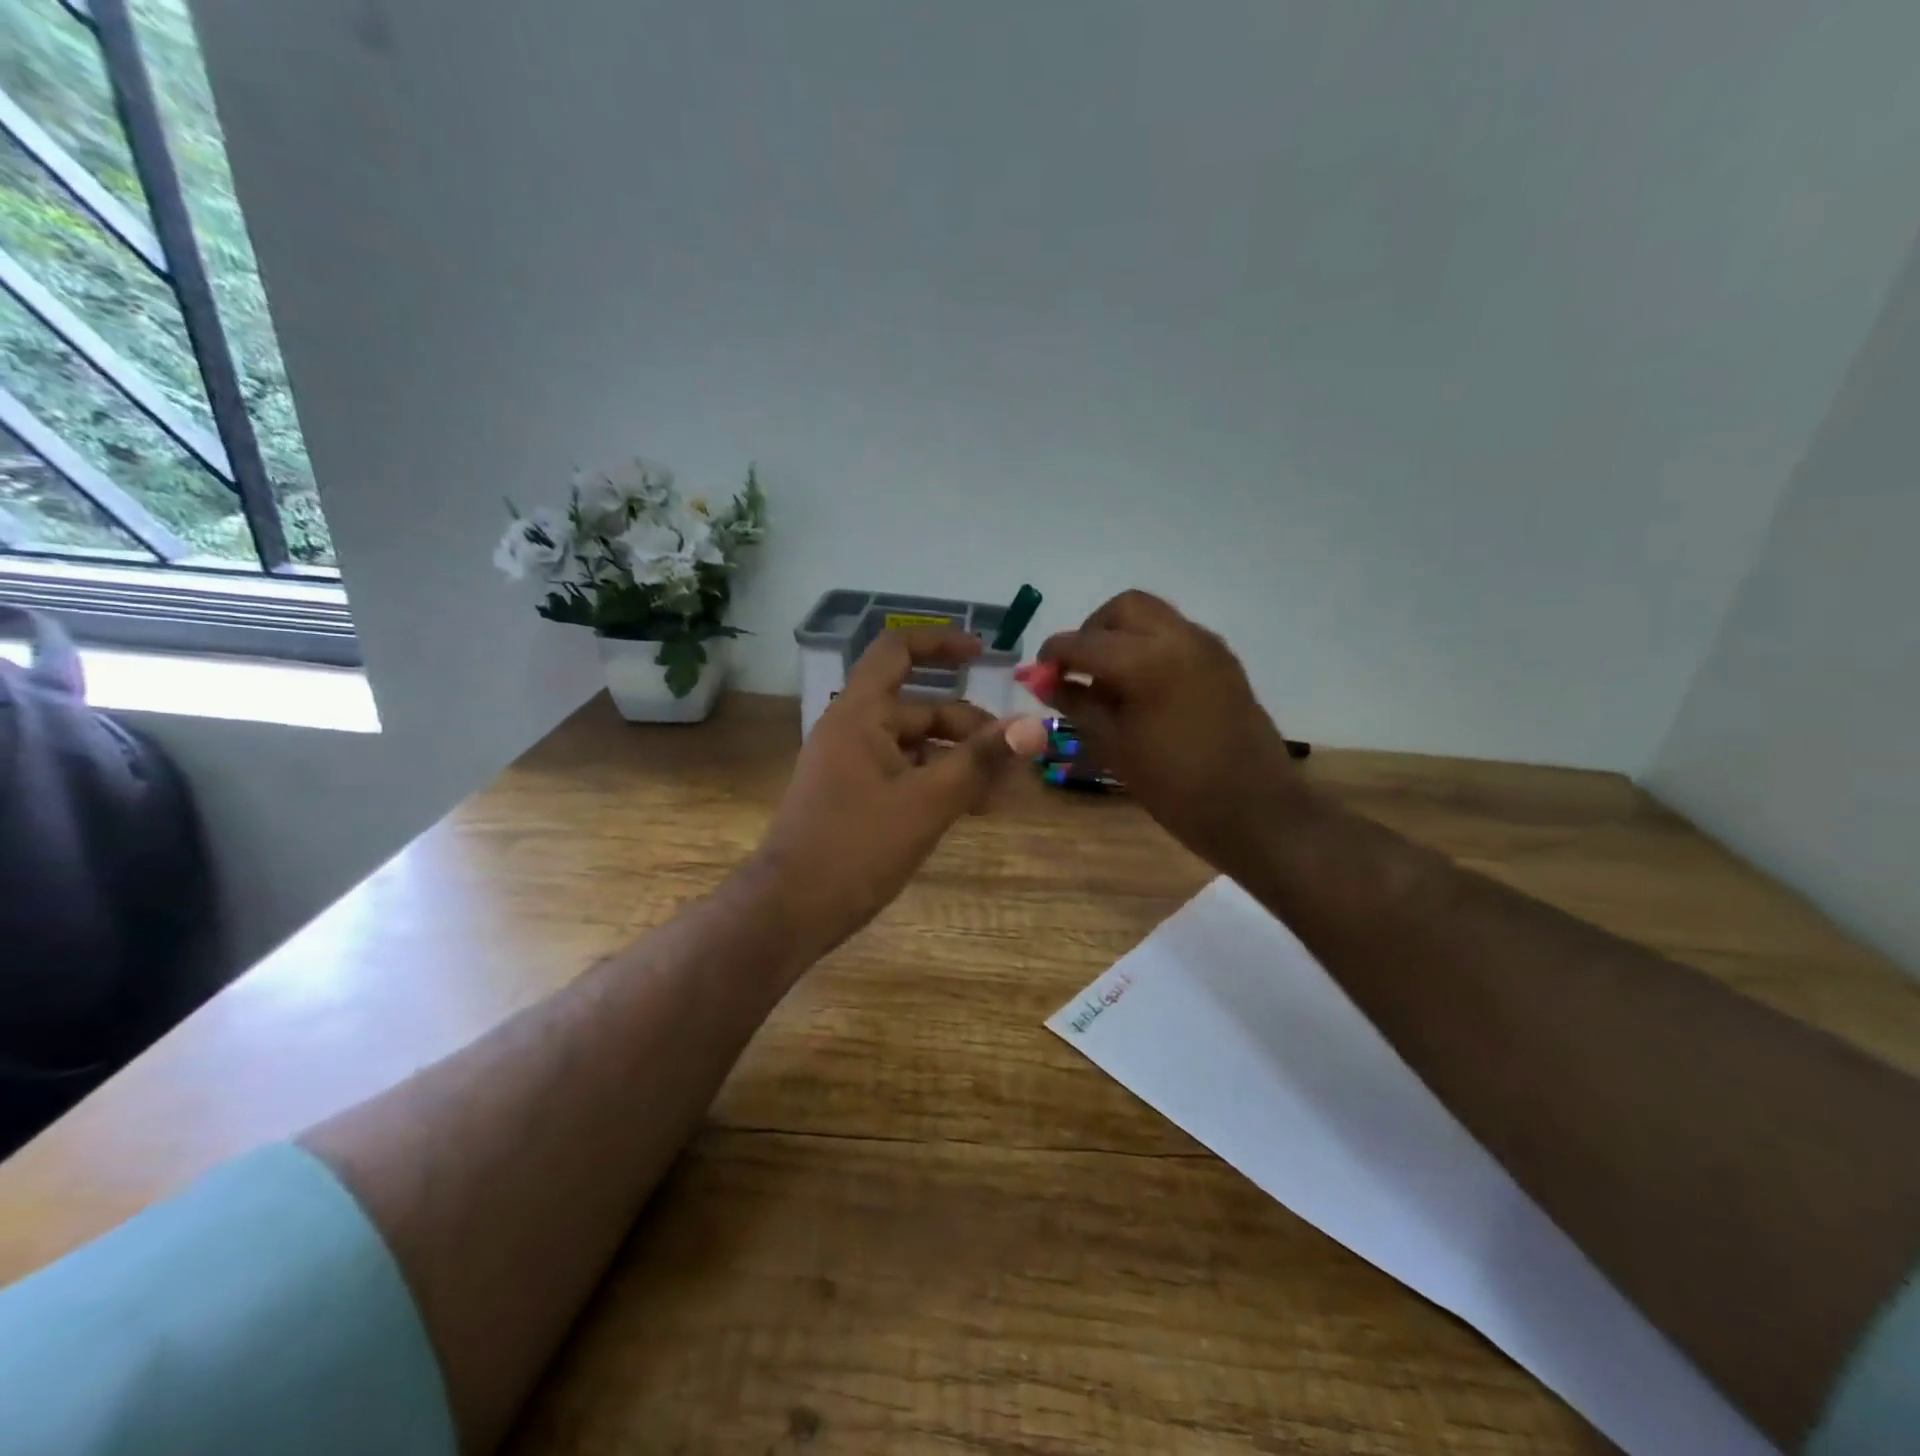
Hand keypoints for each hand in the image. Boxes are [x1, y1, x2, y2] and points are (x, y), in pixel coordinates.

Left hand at [753, 627, 1046, 960]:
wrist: (789, 910)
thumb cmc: (855, 848)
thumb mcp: (927, 802)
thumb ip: (981, 761)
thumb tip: (1035, 725)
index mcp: (860, 714)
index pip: (898, 650)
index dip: (941, 643)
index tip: (983, 654)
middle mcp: (854, 730)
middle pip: (922, 709)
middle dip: (970, 729)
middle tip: (1013, 760)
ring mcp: (853, 765)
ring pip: (918, 747)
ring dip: (960, 761)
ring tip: (1000, 792)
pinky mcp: (856, 797)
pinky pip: (906, 775)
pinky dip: (938, 783)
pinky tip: (971, 809)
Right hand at [1036, 591, 1305, 868]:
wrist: (1253, 810)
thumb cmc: (1175, 787)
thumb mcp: (1114, 747)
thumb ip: (1076, 704)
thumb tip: (1043, 680)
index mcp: (1146, 661)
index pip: (1083, 642)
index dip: (1053, 655)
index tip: (1039, 675)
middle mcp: (1179, 638)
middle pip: (1123, 609)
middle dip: (1092, 631)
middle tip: (1079, 670)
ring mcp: (1207, 646)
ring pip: (1153, 617)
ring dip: (1123, 636)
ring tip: (1111, 682)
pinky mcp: (1224, 661)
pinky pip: (1176, 635)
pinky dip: (1150, 647)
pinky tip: (1143, 689)